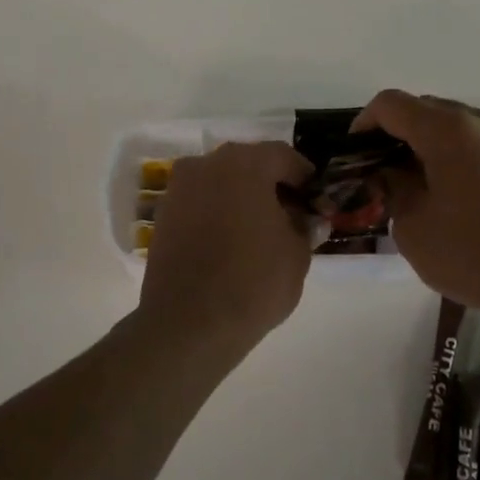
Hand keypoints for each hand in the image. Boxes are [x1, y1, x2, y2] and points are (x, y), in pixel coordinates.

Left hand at [140, 141, 315, 350]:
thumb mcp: (297, 255)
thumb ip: (305, 227)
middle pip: (249, 164)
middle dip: (272, 185)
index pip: (283, 156)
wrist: (189, 323)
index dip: (304, 177)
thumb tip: (308, 220)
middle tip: (292, 214)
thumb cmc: (253, 282)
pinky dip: (218, 212)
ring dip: (242, 197)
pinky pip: (200, 202)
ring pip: (221, 182)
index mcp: (245, 164)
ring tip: (261, 230)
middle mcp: (206, 164)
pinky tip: (232, 241)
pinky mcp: (163, 215)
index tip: (317, 201)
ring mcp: (180, 189)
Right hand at [352, 90, 479, 321]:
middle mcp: (479, 120)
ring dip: (424, 145)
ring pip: (451, 125)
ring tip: (412, 186)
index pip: (390, 104)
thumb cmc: (475, 253)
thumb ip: (392, 188)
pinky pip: (474, 142)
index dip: (363, 124)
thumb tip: (390, 173)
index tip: (354, 157)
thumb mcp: (412, 226)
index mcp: (447, 129)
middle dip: (394, 135)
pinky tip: (446, 193)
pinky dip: (451, 155)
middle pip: (423, 109)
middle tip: (379, 174)